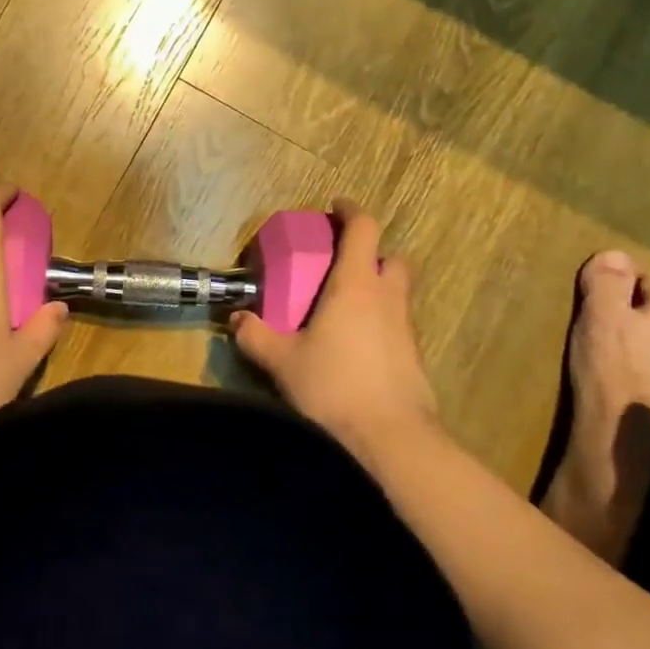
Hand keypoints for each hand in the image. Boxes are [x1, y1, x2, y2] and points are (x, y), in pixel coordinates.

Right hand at [229, 200, 439, 470]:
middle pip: (391, 257)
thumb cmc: (334, 387)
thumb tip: (236, 320)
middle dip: (370, 253)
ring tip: (342, 308)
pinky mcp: (414, 357)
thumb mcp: (283, 361)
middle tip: (341, 265)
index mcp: (356, 285)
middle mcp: (387, 297)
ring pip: (396, 292)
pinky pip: (397, 324)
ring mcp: (406, 328)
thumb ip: (256, 336)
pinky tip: (355, 346)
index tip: (335, 208)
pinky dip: (379, 321)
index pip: (364, 229)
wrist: (391, 440)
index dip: (351, 212)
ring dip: (376, 288)